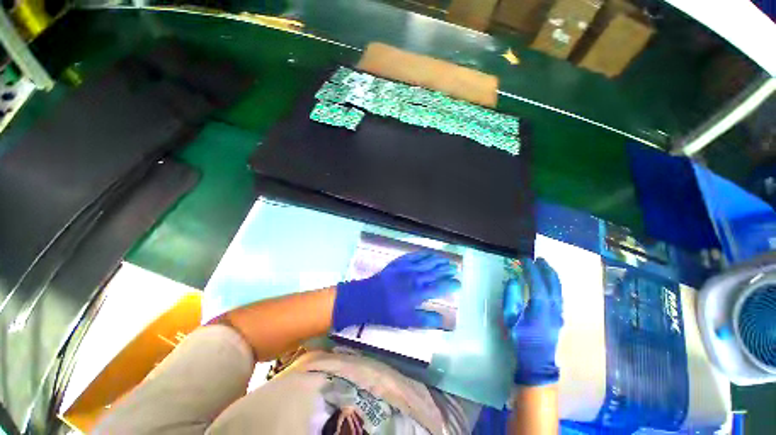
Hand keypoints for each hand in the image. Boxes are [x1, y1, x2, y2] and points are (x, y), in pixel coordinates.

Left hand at [332, 251, 460, 330]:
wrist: (367, 297)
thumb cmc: (387, 312)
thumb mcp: (407, 321)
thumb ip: (426, 320)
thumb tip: (443, 320)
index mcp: (419, 293)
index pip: (440, 287)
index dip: (450, 284)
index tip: (458, 283)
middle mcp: (415, 278)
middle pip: (435, 272)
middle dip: (446, 270)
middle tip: (455, 268)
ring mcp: (407, 268)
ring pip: (426, 262)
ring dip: (437, 260)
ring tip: (446, 259)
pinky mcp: (399, 263)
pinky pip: (414, 256)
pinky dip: (422, 254)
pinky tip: (428, 253)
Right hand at [503, 257, 562, 385]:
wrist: (537, 360)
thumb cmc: (520, 338)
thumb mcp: (510, 317)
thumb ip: (511, 296)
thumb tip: (514, 279)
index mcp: (540, 307)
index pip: (537, 282)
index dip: (531, 269)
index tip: (524, 258)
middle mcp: (554, 307)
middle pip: (553, 283)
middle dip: (546, 269)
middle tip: (538, 258)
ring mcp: (560, 312)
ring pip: (559, 288)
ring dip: (552, 275)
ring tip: (545, 265)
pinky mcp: (561, 315)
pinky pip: (559, 294)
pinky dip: (555, 283)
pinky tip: (549, 281)